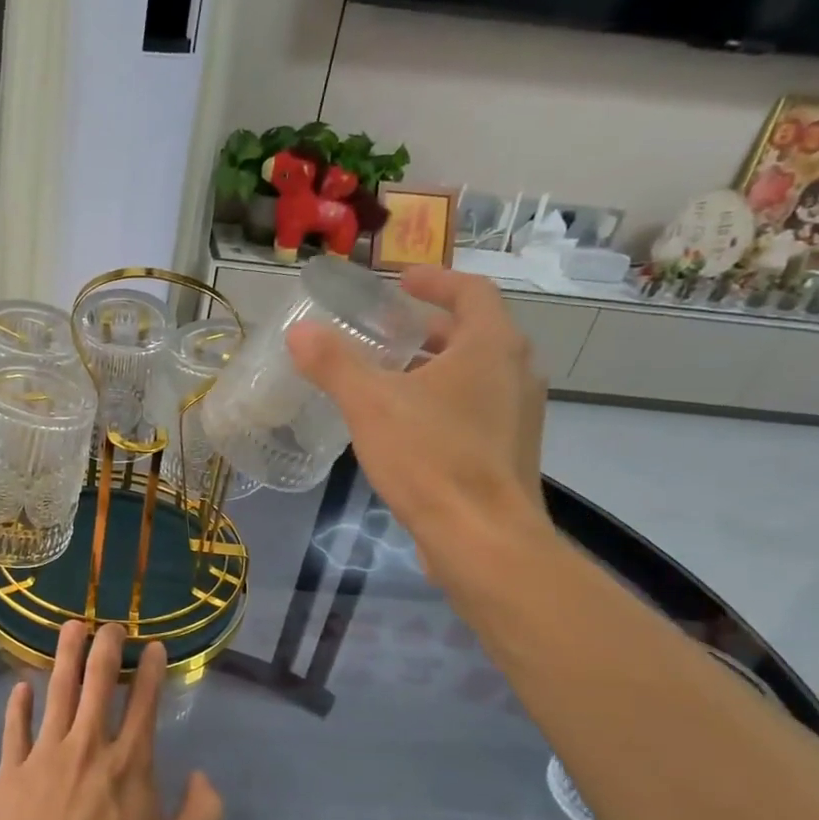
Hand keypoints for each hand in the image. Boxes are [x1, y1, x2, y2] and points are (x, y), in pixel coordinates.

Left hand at [0, 621, 223, 819]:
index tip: (154, 645)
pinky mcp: (9, 773)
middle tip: (111, 623)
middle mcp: (89, 746)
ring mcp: (45, 755)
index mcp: (130, 764)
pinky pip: (14, 729)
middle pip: (98, 682)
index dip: (152, 669)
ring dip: (65, 656)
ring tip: (71, 627)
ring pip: (57, 691)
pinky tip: (20, 687)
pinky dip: (18, 705)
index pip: (145, 702)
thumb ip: (202, 815)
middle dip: (107, 646)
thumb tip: (202, 776)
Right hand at [286, 264, 551, 565]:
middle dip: (427, 329)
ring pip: (476, 374)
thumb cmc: (431, 458)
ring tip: (389, 379)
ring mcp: (519, 414)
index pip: (471, 291)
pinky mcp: (510, 451)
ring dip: (435, 367)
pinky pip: (477, 408)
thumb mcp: (370, 405)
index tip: (401, 282)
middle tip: (384, 334)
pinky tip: (407, 428)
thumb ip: (334, 364)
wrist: (482, 538)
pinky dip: (444, 401)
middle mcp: (516, 372)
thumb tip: (299, 331)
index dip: (435, 281)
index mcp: (491, 346)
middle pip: (473, 333)